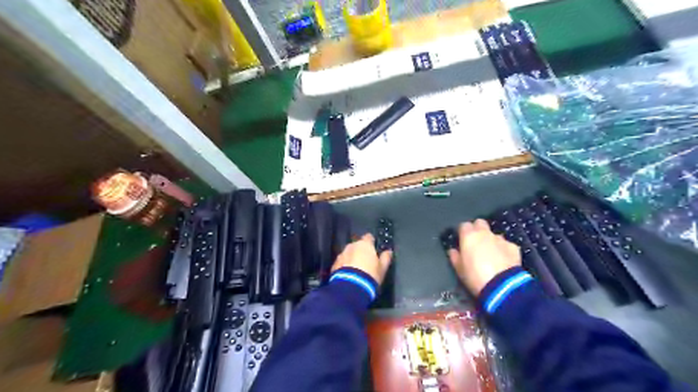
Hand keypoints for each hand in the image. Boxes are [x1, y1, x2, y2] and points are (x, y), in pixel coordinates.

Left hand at [332, 232, 391, 283]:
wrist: (350, 287)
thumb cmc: (370, 275)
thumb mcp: (382, 268)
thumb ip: (386, 257)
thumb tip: (389, 251)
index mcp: (364, 244)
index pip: (369, 237)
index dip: (371, 243)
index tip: (374, 249)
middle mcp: (352, 246)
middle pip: (357, 245)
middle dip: (360, 251)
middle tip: (365, 262)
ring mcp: (341, 254)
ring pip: (348, 253)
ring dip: (352, 258)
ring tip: (356, 270)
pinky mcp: (334, 264)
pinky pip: (342, 262)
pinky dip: (345, 266)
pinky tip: (348, 275)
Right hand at [450, 219, 519, 295]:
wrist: (502, 286)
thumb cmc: (475, 276)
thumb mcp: (459, 269)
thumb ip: (455, 257)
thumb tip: (453, 250)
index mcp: (469, 236)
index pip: (463, 225)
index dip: (463, 232)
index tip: (462, 241)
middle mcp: (484, 233)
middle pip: (480, 223)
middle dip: (477, 229)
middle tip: (476, 243)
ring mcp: (500, 239)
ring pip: (494, 234)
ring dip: (491, 241)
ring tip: (491, 254)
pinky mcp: (513, 247)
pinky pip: (506, 245)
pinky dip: (504, 250)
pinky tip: (504, 260)